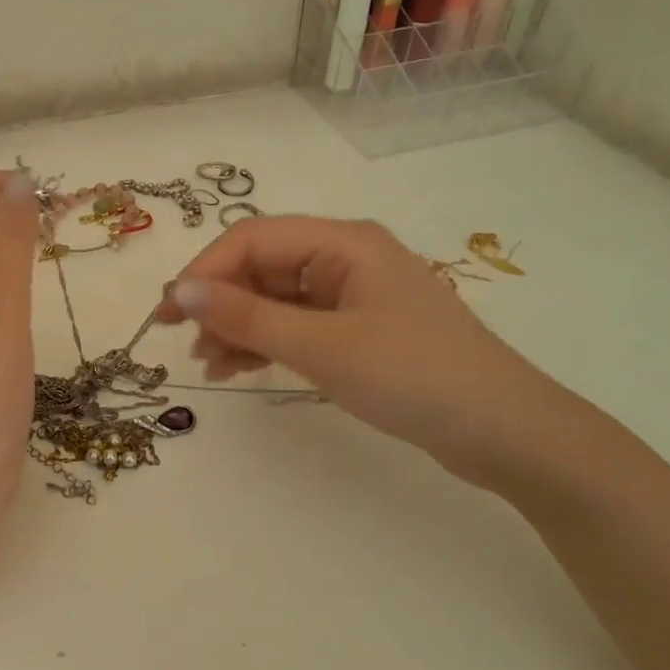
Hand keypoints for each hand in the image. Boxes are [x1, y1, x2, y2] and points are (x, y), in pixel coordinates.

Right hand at [156, 216, 562, 488]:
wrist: (501, 431)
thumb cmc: (412, 377)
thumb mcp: (322, 346)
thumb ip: (248, 316)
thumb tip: (180, 291)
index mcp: (342, 242)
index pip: (252, 239)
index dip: (204, 271)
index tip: (168, 313)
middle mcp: (345, 257)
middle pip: (262, 267)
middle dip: (220, 303)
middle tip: (183, 344)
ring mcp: (352, 294)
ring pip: (275, 298)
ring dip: (238, 326)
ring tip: (209, 366)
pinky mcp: (358, 328)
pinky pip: (296, 324)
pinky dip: (265, 343)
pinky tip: (238, 369)